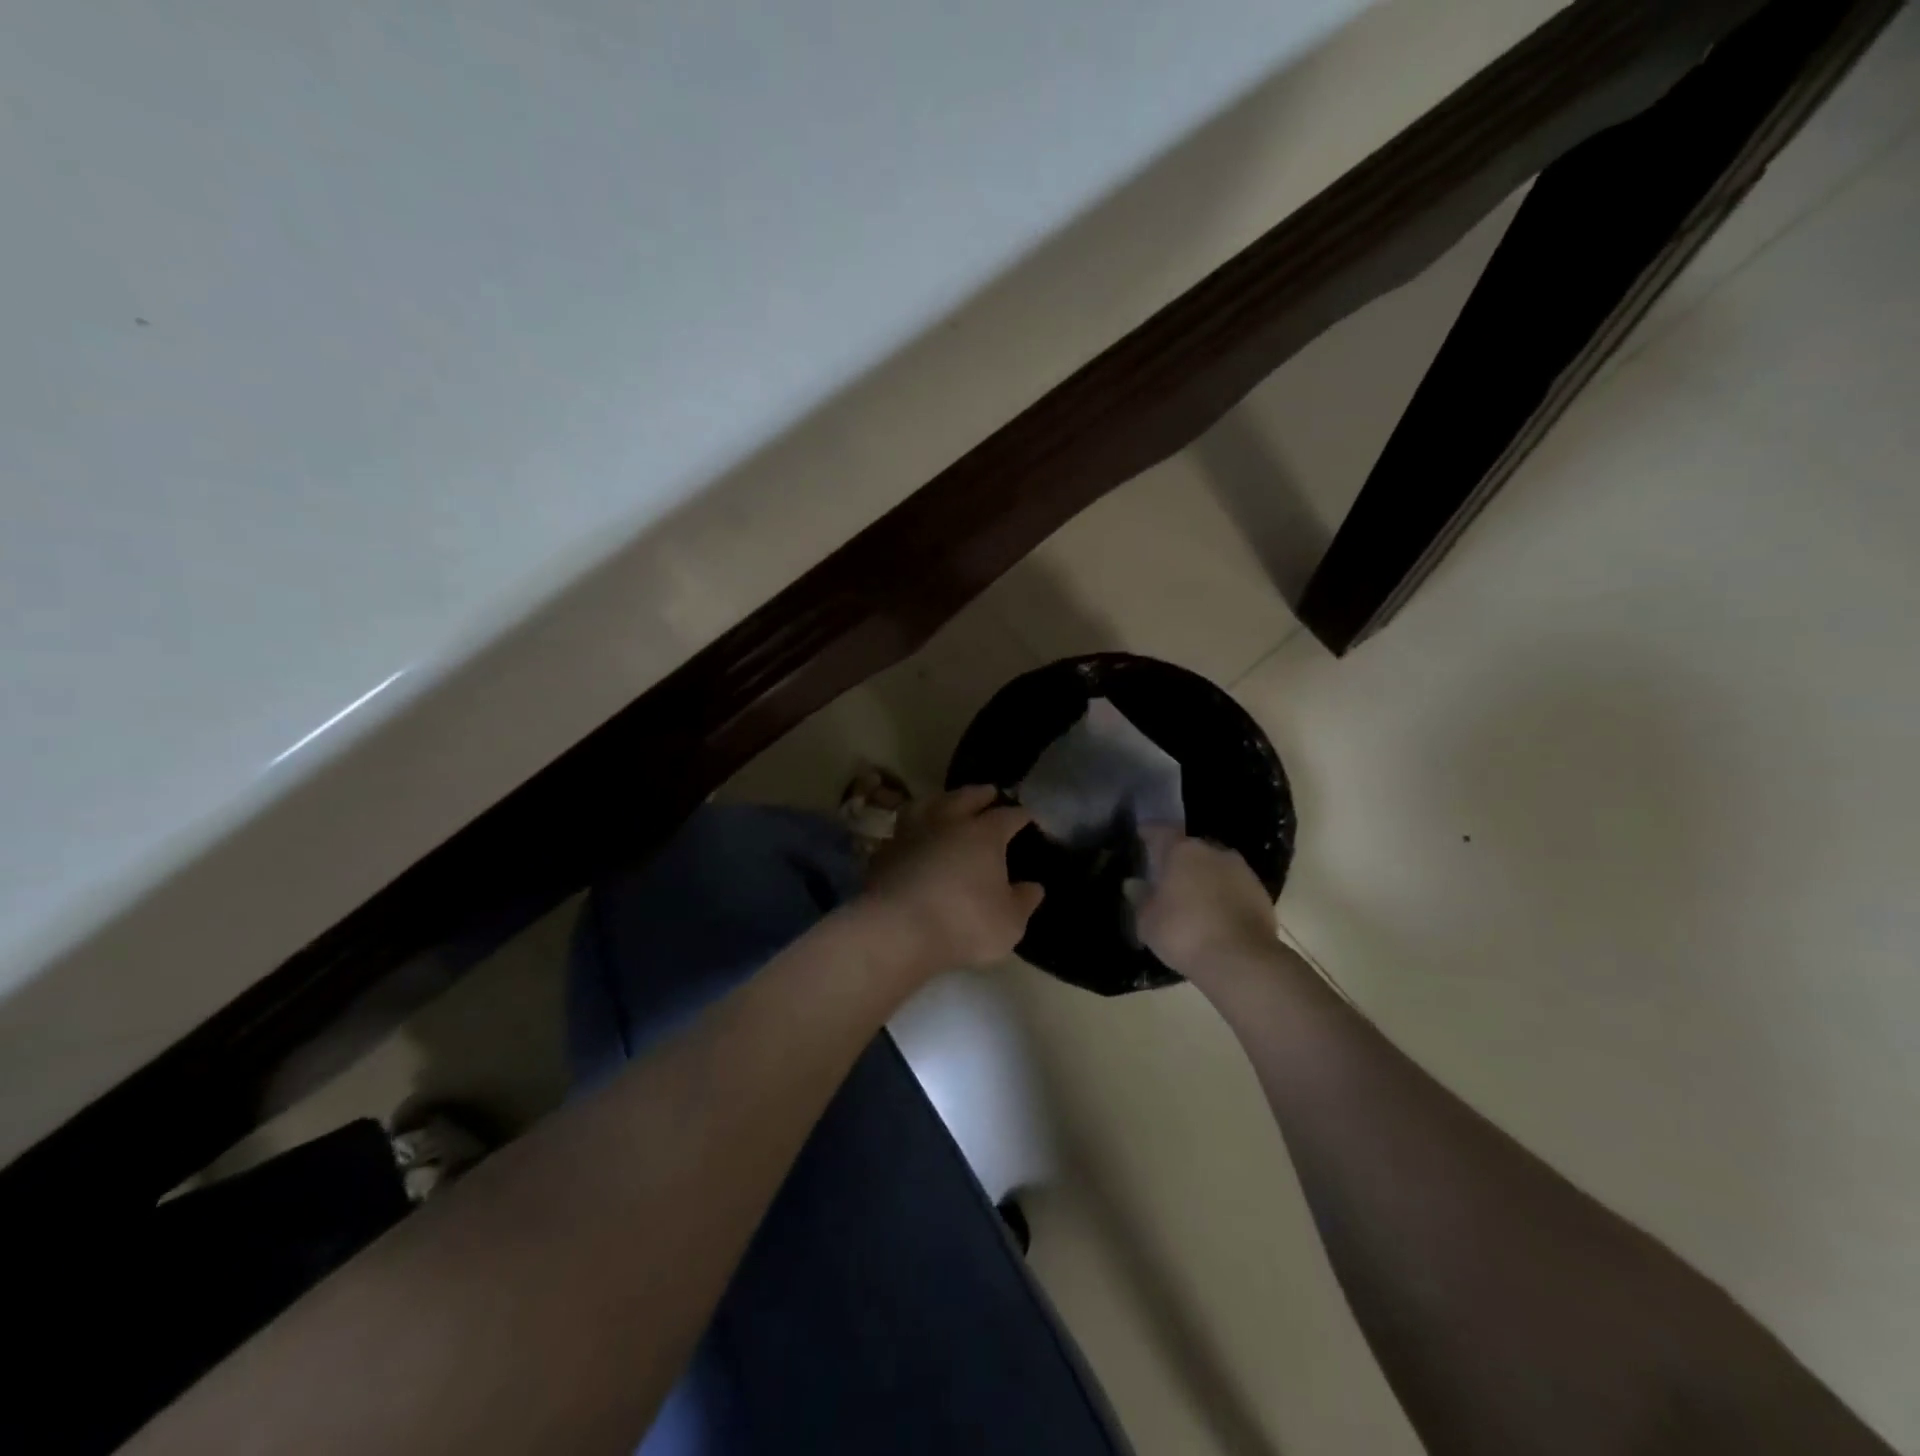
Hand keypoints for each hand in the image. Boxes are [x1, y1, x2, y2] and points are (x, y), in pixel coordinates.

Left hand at [858, 785, 1044, 974]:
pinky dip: (913, 829)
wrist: (895, 929)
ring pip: (928, 804)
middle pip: (966, 797)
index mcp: (984, 834)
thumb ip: (1023, 901)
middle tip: (989, 792)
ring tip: (947, 803)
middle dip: (980, 794)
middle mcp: (947, 822)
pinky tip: (915, 837)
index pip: (1008, 816)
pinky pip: (902, 830)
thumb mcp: (1008, 922)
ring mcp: (911, 833)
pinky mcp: (884, 851)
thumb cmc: (963, 922)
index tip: (1027, 816)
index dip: (1020, 815)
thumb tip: (1033, 887)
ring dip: (941, 800)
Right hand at [1133, 828, 1277, 982]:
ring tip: (1190, 898)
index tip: (1139, 839)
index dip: (1148, 834)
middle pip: (1189, 848)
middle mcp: (1213, 851)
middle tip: (1164, 876)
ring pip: (1214, 866)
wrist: (1242, 961)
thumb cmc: (1184, 933)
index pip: (1160, 831)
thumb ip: (1140, 898)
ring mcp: (1241, 870)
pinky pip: (1232, 886)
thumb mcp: (1148, 921)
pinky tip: (1213, 914)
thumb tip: (1134, 884)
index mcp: (1181, 850)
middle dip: (1176, 859)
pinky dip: (1221, 894)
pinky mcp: (1260, 892)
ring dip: (1202, 877)